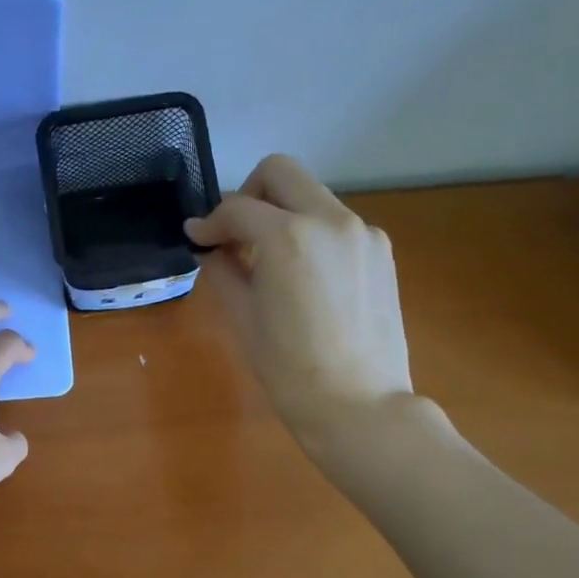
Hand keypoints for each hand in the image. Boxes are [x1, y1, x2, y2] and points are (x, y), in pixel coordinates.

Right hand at [184, 154, 413, 438]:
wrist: (359, 404)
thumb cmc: (289, 370)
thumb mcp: (244, 318)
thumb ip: (224, 270)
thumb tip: (210, 247)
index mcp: (288, 236)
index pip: (237, 208)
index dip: (209, 222)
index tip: (197, 240)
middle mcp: (330, 219)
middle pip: (281, 173)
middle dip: (249, 195)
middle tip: (234, 234)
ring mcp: (362, 232)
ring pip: (312, 196)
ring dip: (283, 214)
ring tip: (269, 261)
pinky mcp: (381, 250)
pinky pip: (336, 224)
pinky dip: (311, 234)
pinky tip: (304, 277)